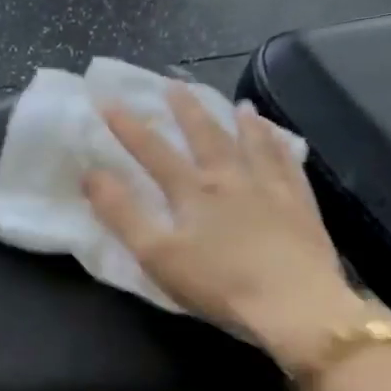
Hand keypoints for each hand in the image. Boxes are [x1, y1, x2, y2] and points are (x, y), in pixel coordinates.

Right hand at [82, 86, 371, 372]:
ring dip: (240, 122)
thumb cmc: (218, 284)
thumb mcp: (156, 254)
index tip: (108, 102)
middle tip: (176, 85)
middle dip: (186, 111)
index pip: (153, 151)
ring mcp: (271, 189)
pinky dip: (279, 146)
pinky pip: (288, 165)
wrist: (295, 305)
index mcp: (193, 192)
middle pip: (206, 137)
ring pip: (253, 145)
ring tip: (238, 104)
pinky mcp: (300, 206)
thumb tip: (91, 174)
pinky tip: (279, 139)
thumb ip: (122, 213)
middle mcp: (231, 179)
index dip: (128, 127)